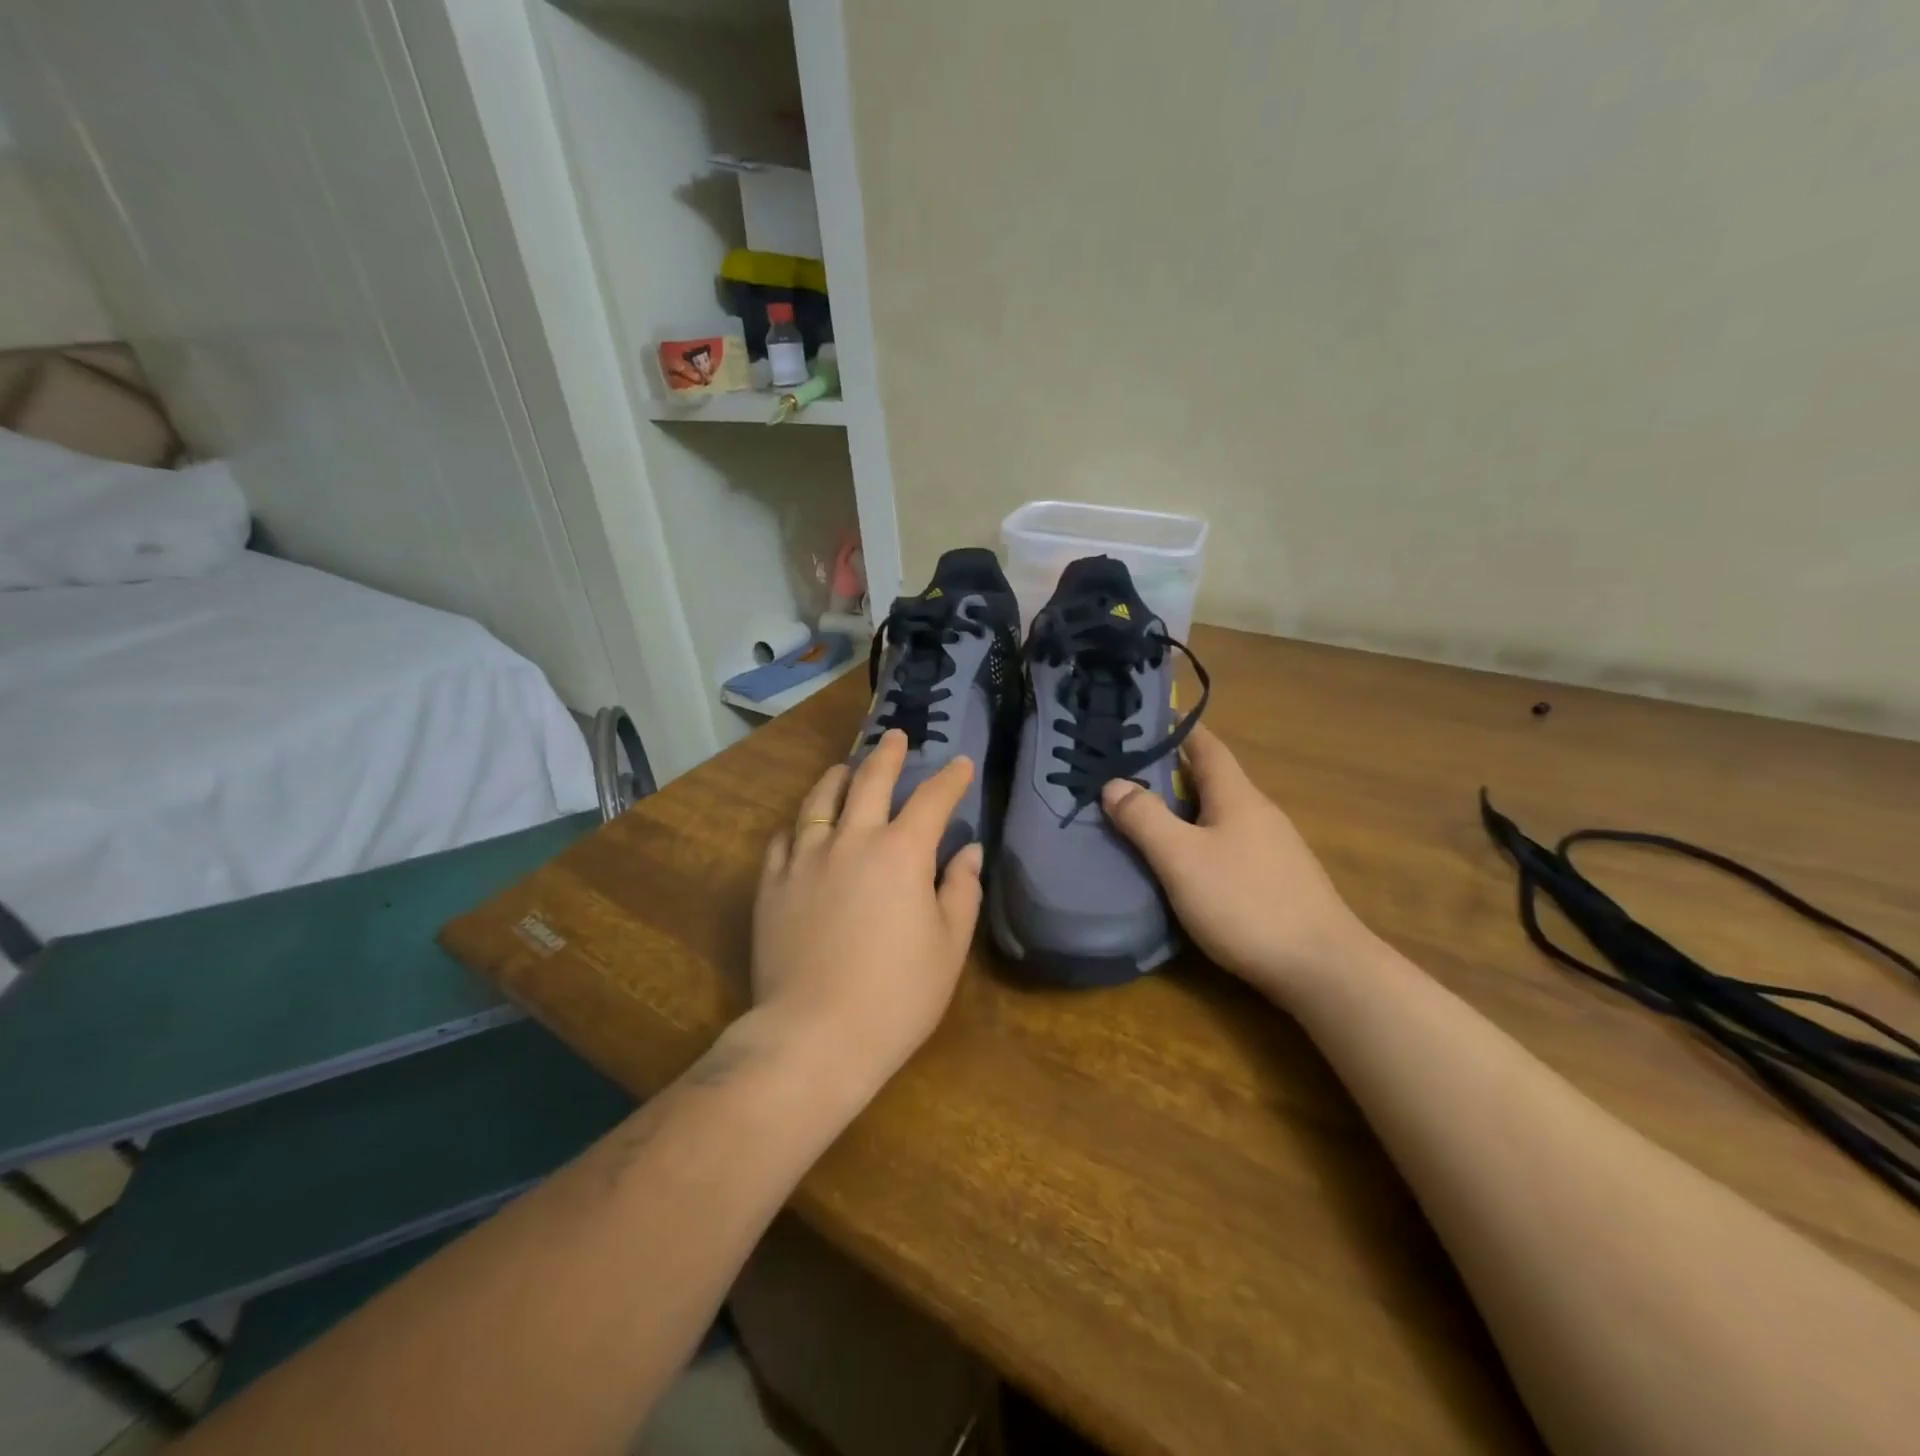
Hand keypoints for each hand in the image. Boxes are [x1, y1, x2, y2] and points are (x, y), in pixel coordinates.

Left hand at [749, 729, 984, 1092]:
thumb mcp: (949, 946)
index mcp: (902, 852)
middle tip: (896, 737)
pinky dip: (800, 823)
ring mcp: (805, 858)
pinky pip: (784, 837)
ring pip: (820, 800)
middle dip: (888, 754)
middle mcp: (851, 840)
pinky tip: (804, 824)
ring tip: (846, 767)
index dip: (950, 779)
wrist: (814, 1034)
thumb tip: (968, 851)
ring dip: (838, 777)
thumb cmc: (896, 995)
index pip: (932, 800)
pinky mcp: (772, 883)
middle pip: (870, 781)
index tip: (960, 765)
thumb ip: (961, 890)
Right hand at [1100, 726, 1371, 1002]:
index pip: (1207, 747)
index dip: (1178, 730)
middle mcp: (1259, 813)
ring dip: (1185, 810)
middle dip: (1171, 773)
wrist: (1322, 969)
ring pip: (1220, 815)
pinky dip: (1200, 840)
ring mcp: (1273, 849)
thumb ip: (1145, 818)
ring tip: (1145, 817)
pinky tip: (1184, 864)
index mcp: (1237, 796)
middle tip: (1125, 774)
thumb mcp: (1182, 858)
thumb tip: (1113, 783)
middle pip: (1212, 780)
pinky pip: (1229, 845)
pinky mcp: (1277, 881)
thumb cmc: (1246, 903)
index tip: (1145, 720)